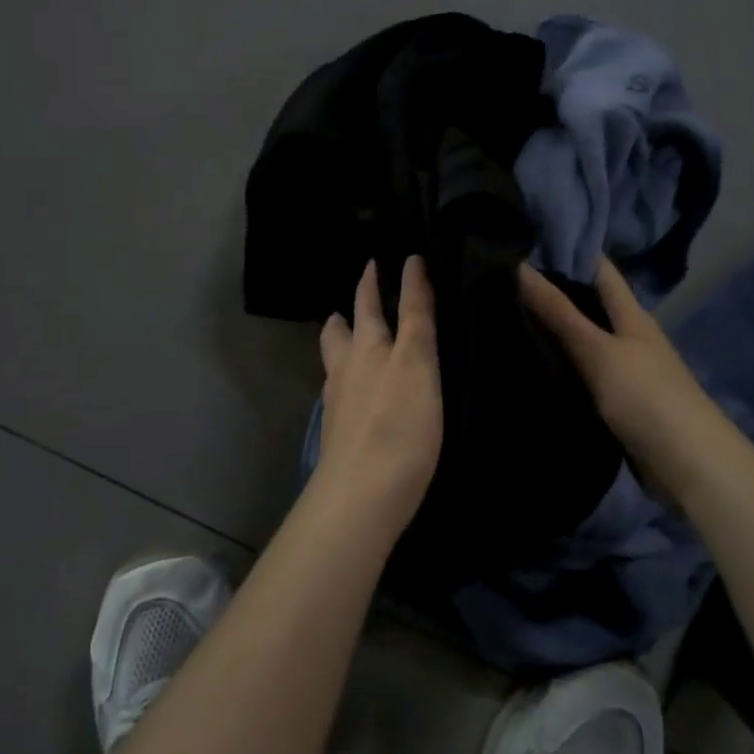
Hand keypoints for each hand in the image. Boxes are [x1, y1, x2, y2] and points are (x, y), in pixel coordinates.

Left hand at [316, 256, 442, 537]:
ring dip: (341, 336)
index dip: (402, 280)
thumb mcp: (417, 364)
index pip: (388, 304)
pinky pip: (338, 387)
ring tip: (343, 325)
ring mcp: (340, 401)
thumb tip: (412, 267)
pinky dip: (343, 372)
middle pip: (349, 326)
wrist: (361, 496)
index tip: (406, 257)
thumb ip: (416, 317)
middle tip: (365, 279)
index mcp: (371, 347)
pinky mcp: (340, 431)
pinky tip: (350, 384)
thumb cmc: (399, 426)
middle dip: (358, 302)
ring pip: (336, 356)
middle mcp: (350, 367)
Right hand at [518, 257, 737, 501]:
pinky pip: (583, 373)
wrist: (687, 465)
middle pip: (589, 303)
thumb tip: (520, 267)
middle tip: (502, 278)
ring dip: (553, 329)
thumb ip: (560, 313)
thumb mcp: (598, 351)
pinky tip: (530, 362)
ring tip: (504, 314)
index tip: (526, 239)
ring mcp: (625, 369)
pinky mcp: (617, 401)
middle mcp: (629, 335)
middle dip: (553, 290)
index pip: (599, 269)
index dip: (569, 250)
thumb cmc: (646, 396)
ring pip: (584, 339)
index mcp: (631, 314)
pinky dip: (560, 364)